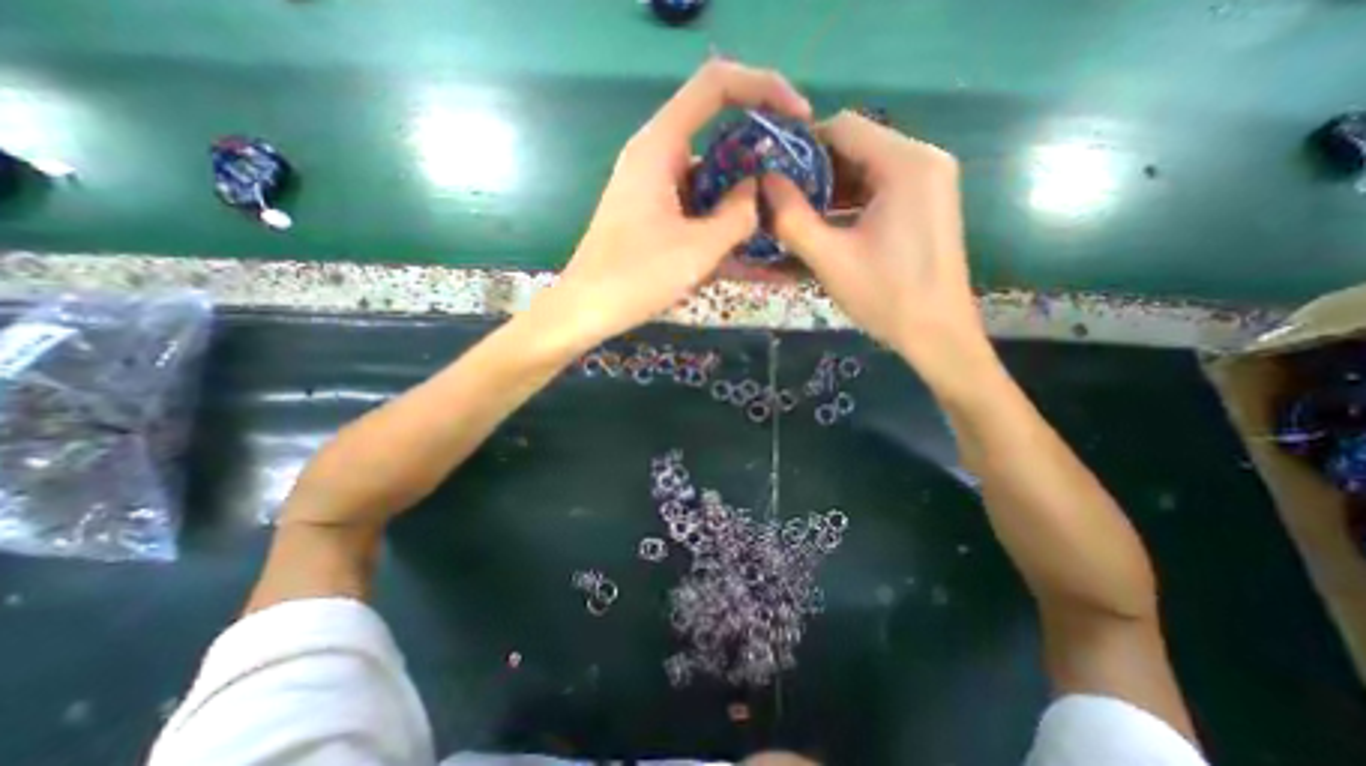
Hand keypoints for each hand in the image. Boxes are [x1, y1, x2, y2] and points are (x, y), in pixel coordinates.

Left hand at [549, 57, 807, 343]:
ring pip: (712, 183)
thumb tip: (756, 191)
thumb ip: (738, 215)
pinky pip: (699, 214)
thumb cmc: (636, 277)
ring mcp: (657, 193)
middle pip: (718, 139)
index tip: (799, 117)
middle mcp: (658, 160)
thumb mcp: (698, 248)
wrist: (587, 310)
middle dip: (760, 160)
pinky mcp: (657, 220)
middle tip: (795, 186)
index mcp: (660, 147)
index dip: (763, 88)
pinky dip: (725, 229)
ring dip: (745, 202)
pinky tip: (758, 257)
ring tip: (784, 225)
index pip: (716, 86)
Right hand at [767, 114, 993, 394]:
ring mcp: (928, 182)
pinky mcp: (924, 204)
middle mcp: (923, 160)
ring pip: (865, 169)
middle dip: (813, 172)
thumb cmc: (886, 296)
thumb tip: (763, 183)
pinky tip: (826, 226)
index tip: (772, 174)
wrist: (937, 334)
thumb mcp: (830, 259)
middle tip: (780, 200)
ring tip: (796, 216)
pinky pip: (878, 189)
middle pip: (855, 147)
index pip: (843, 127)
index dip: (802, 145)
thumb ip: (792, 218)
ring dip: (829, 190)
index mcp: (906, 164)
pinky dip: (848, 203)